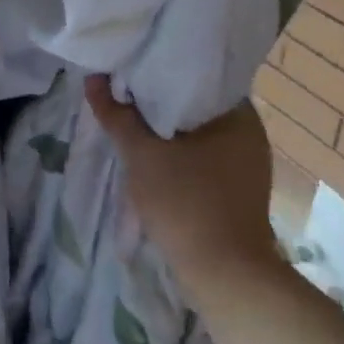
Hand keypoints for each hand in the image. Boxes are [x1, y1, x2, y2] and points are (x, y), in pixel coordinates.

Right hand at [86, 75, 279, 282]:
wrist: (223, 273)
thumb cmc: (186, 202)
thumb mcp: (142, 154)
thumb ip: (117, 115)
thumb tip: (93, 79)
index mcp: (238, 114)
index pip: (200, 75)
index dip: (164, 69)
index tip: (135, 69)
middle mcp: (250, 134)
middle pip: (198, 106)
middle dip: (162, 103)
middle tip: (126, 94)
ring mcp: (248, 165)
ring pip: (200, 135)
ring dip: (169, 131)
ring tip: (133, 123)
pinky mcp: (239, 191)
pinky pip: (205, 159)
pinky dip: (181, 155)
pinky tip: (155, 158)